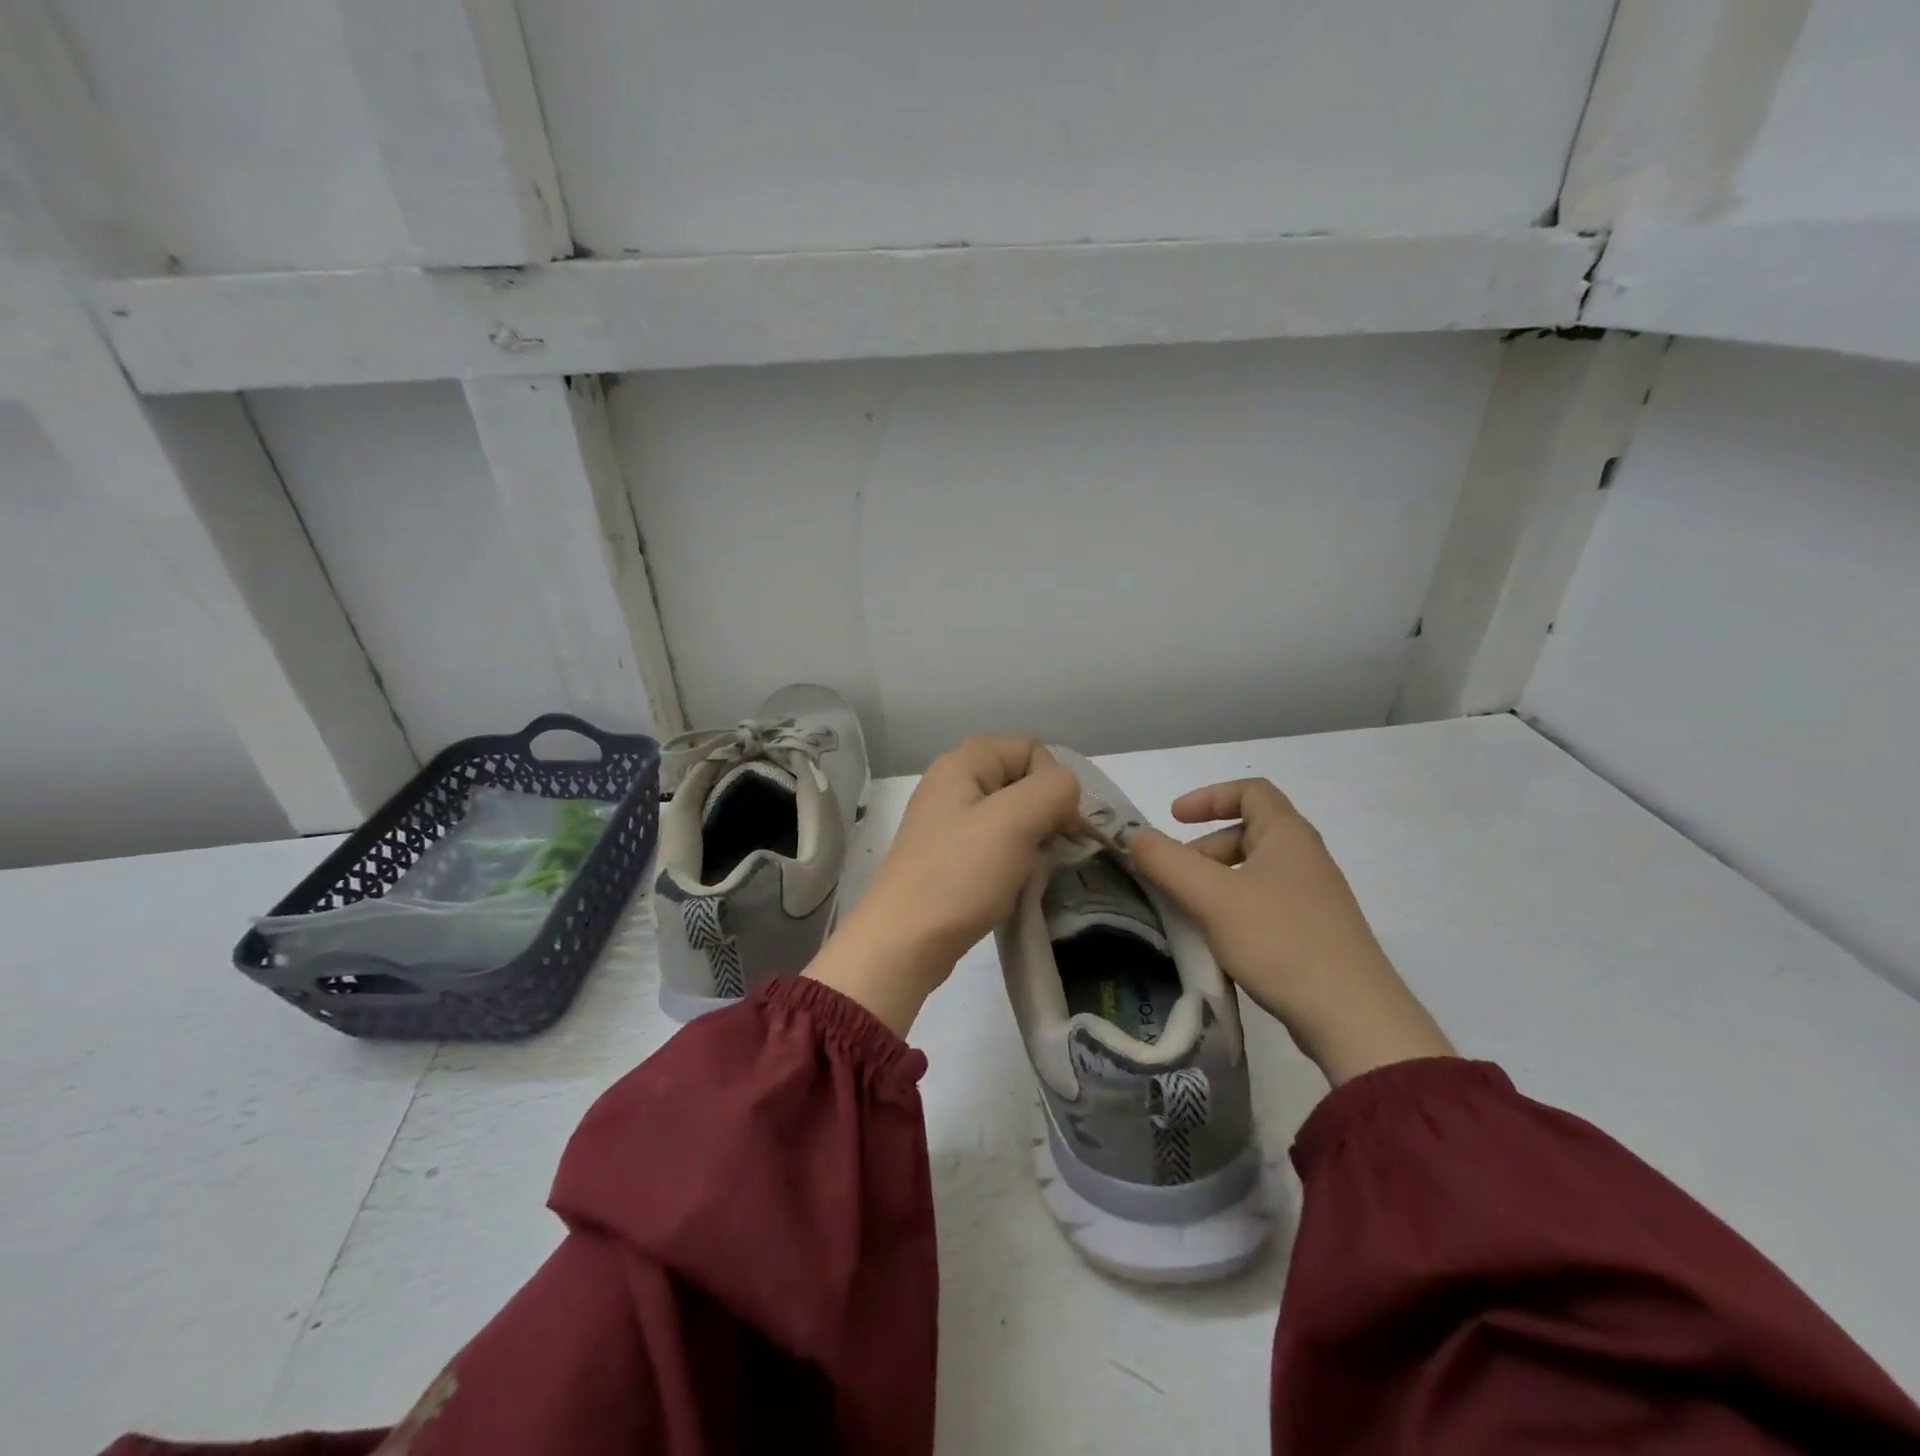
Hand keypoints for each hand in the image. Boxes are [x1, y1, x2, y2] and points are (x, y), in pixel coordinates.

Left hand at [807, 736, 1081, 1034]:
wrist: (905, 942)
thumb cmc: (960, 874)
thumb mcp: (1016, 821)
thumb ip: (1054, 790)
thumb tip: (1065, 793)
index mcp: (962, 763)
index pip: (1030, 747)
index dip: (1053, 781)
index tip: (1058, 825)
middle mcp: (951, 783)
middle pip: (1021, 779)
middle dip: (1045, 811)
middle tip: (1048, 849)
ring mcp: (947, 821)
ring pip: (1010, 813)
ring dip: (1031, 838)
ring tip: (1029, 869)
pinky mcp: (948, 855)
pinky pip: (994, 842)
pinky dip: (1012, 858)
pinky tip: (1011, 883)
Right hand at [1130, 779, 1454, 1084]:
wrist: (1354, 1019)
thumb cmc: (1280, 941)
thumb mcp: (1212, 896)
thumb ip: (1166, 862)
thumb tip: (1135, 838)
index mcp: (1288, 836)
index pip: (1250, 792)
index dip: (1208, 797)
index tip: (1173, 818)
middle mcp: (1305, 859)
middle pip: (1247, 833)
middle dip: (1202, 849)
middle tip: (1173, 879)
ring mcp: (1313, 899)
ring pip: (1253, 873)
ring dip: (1214, 883)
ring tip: (1188, 913)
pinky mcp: (1314, 935)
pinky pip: (1264, 905)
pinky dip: (1233, 910)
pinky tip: (1218, 942)